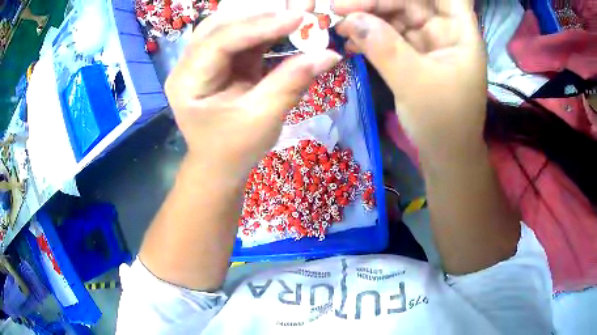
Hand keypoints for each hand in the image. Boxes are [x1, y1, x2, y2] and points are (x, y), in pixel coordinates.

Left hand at [166, 2, 341, 180]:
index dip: (259, 26)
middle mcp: (188, 64)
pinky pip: (240, 36)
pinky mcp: (219, 61)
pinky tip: (284, 27)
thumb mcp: (263, 119)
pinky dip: (264, 30)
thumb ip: (292, 82)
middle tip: (298, 9)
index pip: (220, 41)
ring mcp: (202, 60)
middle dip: (260, 14)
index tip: (297, 18)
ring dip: (262, 18)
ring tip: (293, 14)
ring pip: (230, 25)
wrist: (220, 165)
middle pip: (221, 24)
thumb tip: (329, 54)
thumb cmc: (234, 149)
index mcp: (187, 82)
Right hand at [334, 0, 486, 161]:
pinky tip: (349, 41)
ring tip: (339, 25)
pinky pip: (389, 34)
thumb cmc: (443, 122)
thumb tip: (351, 19)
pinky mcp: (412, 53)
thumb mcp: (415, 84)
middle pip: (412, 0)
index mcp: (460, 32)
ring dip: (367, 16)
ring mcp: (427, 40)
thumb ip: (385, 47)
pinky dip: (369, 35)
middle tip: (339, 8)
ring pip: (396, 14)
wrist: (444, 154)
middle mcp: (444, 30)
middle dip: (377, 0)